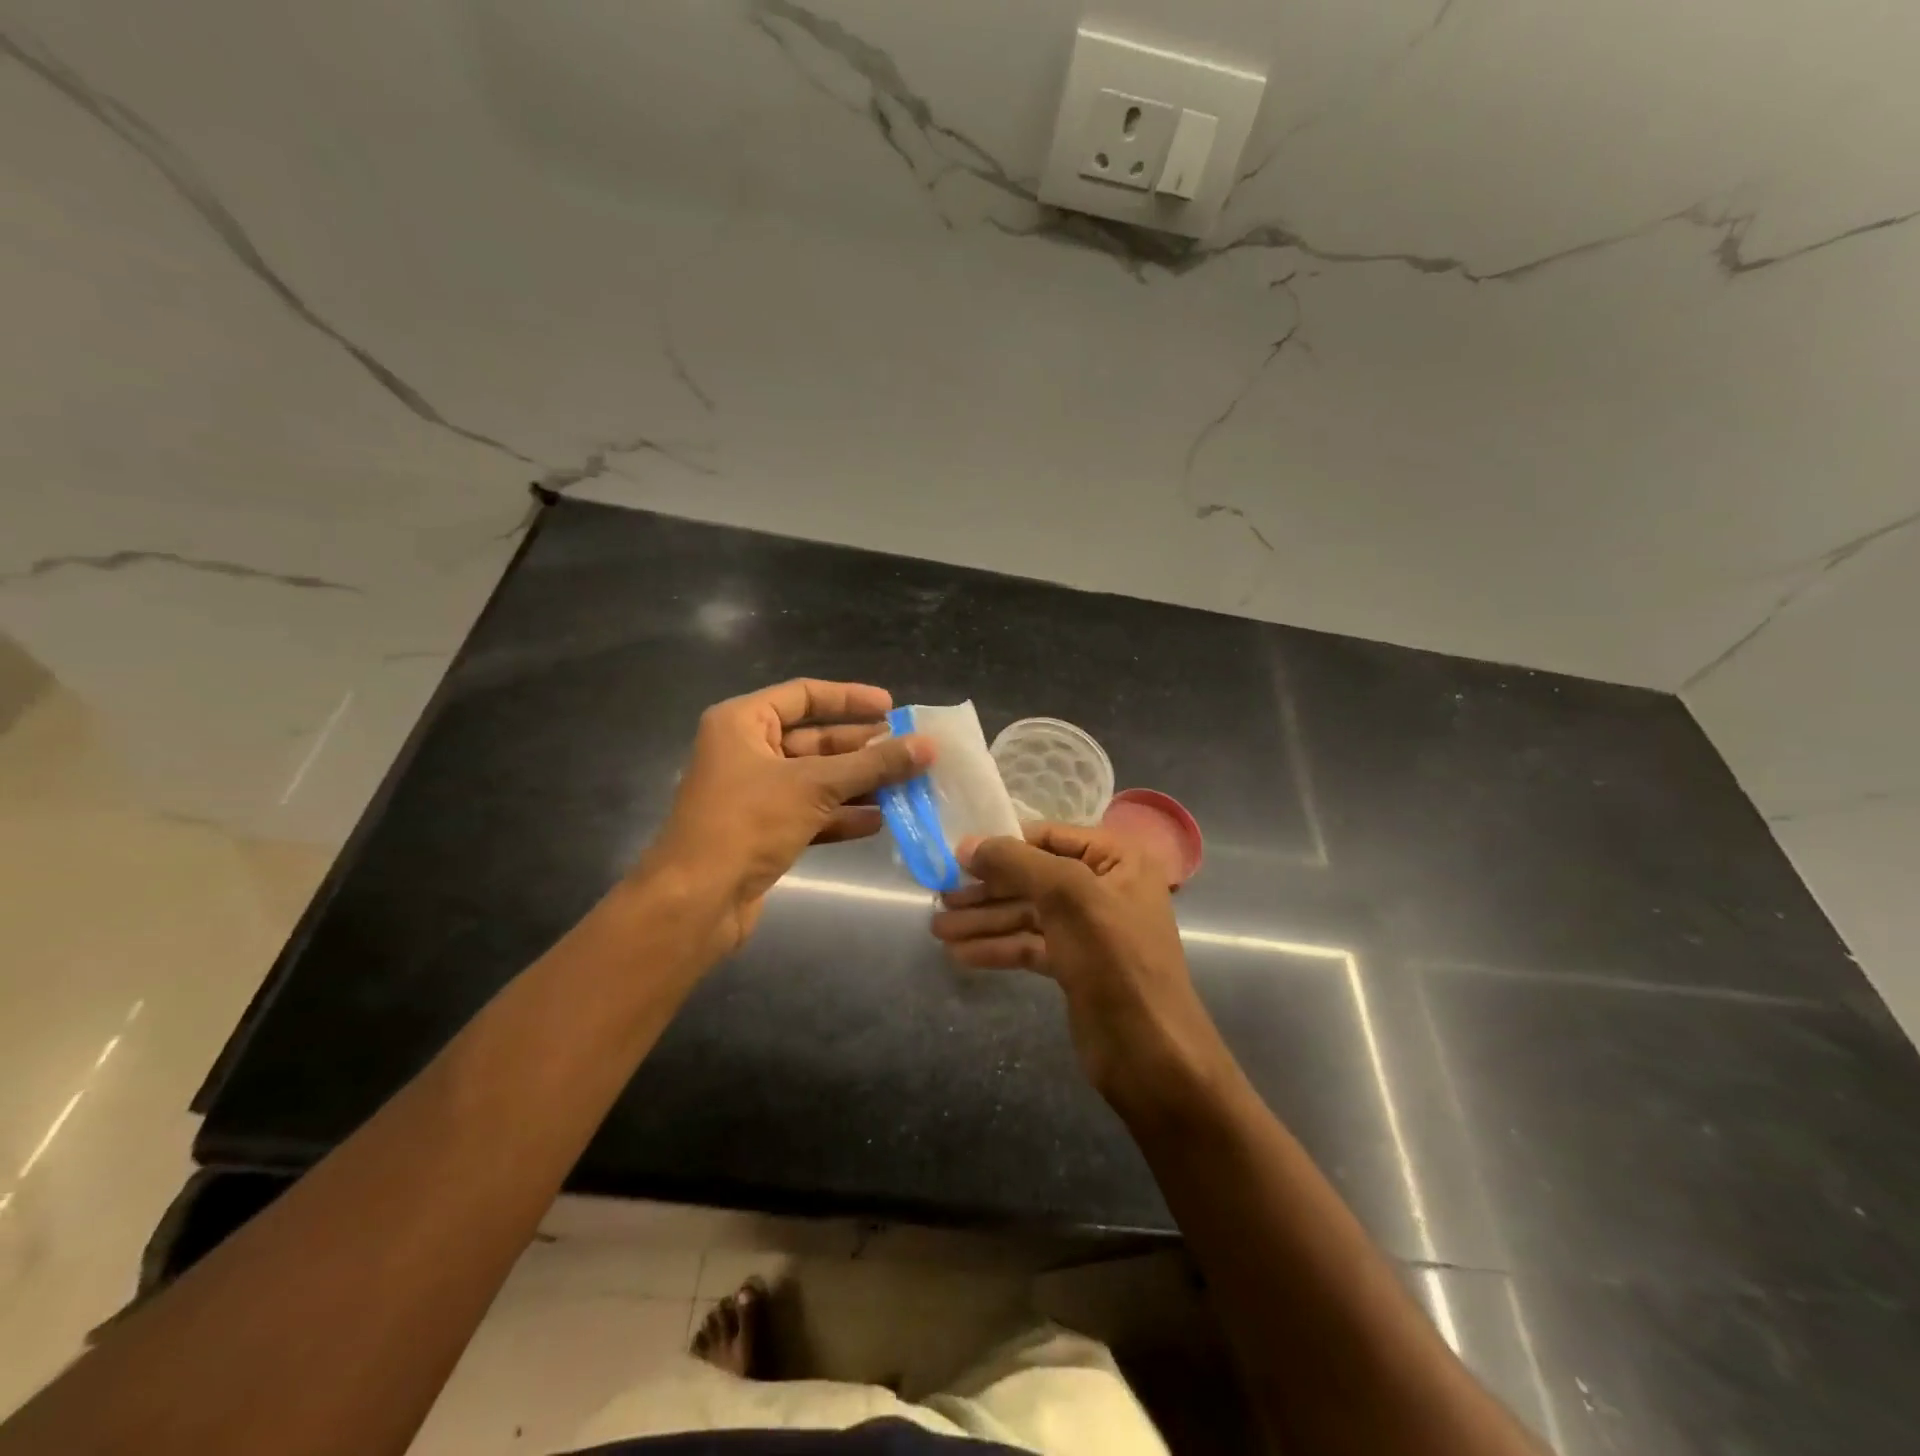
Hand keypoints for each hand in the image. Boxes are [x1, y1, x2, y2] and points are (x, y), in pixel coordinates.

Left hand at [644, 679, 930, 954]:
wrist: (697, 900)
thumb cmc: (747, 823)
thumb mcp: (814, 786)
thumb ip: (872, 765)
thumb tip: (928, 746)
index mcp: (743, 723)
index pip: (803, 695)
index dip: (849, 698)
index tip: (892, 707)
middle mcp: (746, 752)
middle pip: (814, 740)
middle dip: (862, 747)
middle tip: (908, 750)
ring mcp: (754, 794)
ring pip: (816, 779)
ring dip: (859, 783)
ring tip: (906, 784)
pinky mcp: (763, 832)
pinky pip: (811, 813)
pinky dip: (842, 815)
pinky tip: (880, 820)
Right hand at [930, 822, 1225, 1109]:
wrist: (1149, 1052)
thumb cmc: (1114, 958)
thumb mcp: (1067, 895)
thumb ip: (1016, 862)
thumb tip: (967, 843)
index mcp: (1117, 859)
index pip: (1049, 837)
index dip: (1003, 844)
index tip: (957, 855)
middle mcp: (1104, 887)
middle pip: (1033, 878)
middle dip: (986, 890)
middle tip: (939, 896)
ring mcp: (1089, 929)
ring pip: (1026, 914)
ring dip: (984, 921)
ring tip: (937, 929)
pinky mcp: (1074, 965)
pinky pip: (1029, 945)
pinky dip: (997, 947)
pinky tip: (960, 954)